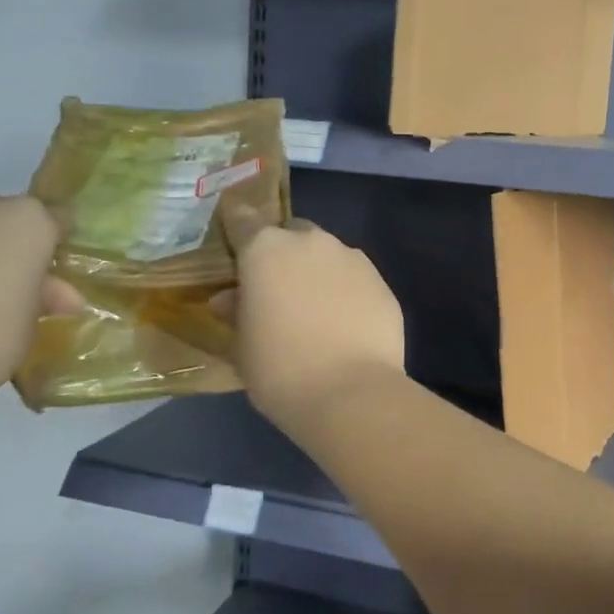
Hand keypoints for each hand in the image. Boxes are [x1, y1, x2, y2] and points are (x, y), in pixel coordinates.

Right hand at [218, 204, 406, 433]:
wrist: (350, 392)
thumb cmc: (279, 369)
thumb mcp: (241, 345)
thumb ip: (236, 312)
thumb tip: (231, 298)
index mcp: (267, 249)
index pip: (243, 221)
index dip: (237, 229)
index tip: (234, 243)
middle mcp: (312, 242)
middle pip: (292, 233)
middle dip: (284, 253)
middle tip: (277, 288)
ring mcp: (353, 259)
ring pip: (329, 254)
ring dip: (318, 271)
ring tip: (315, 310)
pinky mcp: (382, 283)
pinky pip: (356, 278)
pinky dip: (347, 292)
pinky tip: (345, 324)